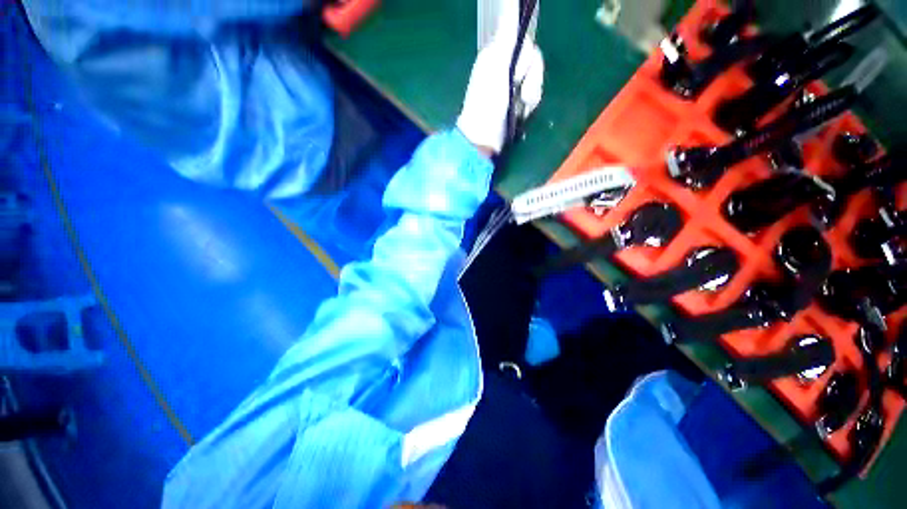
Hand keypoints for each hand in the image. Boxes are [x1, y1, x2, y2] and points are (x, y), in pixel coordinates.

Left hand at [457, 0, 543, 154]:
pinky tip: (522, 116)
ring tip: (520, 109)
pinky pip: (533, 97)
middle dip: (531, 81)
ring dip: (531, 97)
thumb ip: (507, 36)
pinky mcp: (516, 105)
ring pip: (535, 81)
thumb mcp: (496, 66)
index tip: (520, 74)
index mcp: (497, 55)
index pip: (525, 44)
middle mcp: (505, 68)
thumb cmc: (488, 103)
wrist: (484, 139)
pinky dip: (529, 107)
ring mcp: (511, 88)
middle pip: (534, 63)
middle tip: (520, 95)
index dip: (527, 59)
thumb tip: (511, 0)